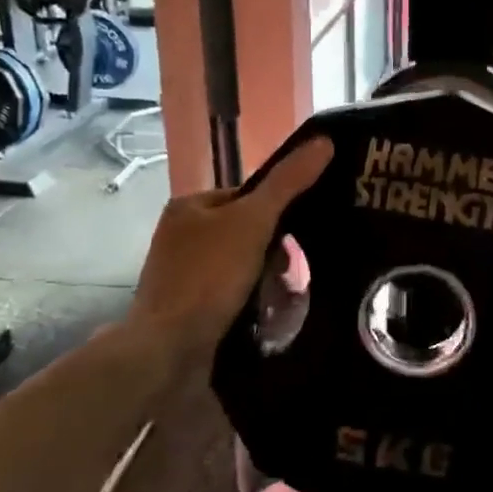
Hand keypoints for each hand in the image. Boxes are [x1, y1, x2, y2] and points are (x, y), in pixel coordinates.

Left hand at [126, 138, 332, 352]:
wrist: (168, 350)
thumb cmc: (208, 276)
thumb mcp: (253, 221)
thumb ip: (287, 183)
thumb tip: (324, 141)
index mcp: (189, 207)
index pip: (246, 195)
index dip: (277, 210)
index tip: (301, 232)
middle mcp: (180, 236)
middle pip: (245, 230)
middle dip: (273, 249)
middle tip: (293, 269)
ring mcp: (182, 274)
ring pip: (241, 264)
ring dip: (264, 277)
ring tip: (284, 293)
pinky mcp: (188, 308)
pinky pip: (231, 293)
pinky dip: (250, 299)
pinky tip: (266, 312)